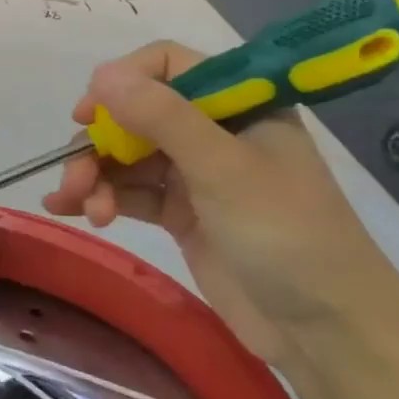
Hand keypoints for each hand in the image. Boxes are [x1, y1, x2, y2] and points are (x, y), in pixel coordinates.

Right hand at [43, 41, 398, 364]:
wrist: (326, 332)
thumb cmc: (285, 235)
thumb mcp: (223, 169)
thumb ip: (161, 117)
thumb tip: (101, 74)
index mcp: (238, 105)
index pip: (169, 66)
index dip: (123, 82)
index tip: (89, 114)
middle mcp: (214, 131)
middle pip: (137, 115)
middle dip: (100, 142)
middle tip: (76, 177)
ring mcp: (196, 175)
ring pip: (127, 156)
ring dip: (95, 175)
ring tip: (80, 207)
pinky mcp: (182, 215)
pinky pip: (130, 193)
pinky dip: (101, 198)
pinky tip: (73, 213)